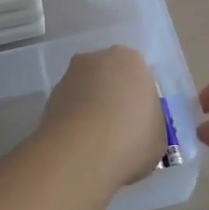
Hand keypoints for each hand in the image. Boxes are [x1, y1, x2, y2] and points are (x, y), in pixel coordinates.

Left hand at [40, 46, 167, 186]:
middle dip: (112, 98)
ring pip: (86, 90)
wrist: (82, 151)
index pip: (138, 76)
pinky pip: (69, 107)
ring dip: (90, 108)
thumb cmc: (132, 138)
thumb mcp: (159, 136)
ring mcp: (70, 75)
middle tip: (118, 131)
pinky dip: (73, 121)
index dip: (139, 101)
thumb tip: (140, 129)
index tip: (139, 125)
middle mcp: (98, 58)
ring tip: (96, 143)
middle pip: (109, 77)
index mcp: (131, 60)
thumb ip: (150, 124)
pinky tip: (79, 145)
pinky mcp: (49, 96)